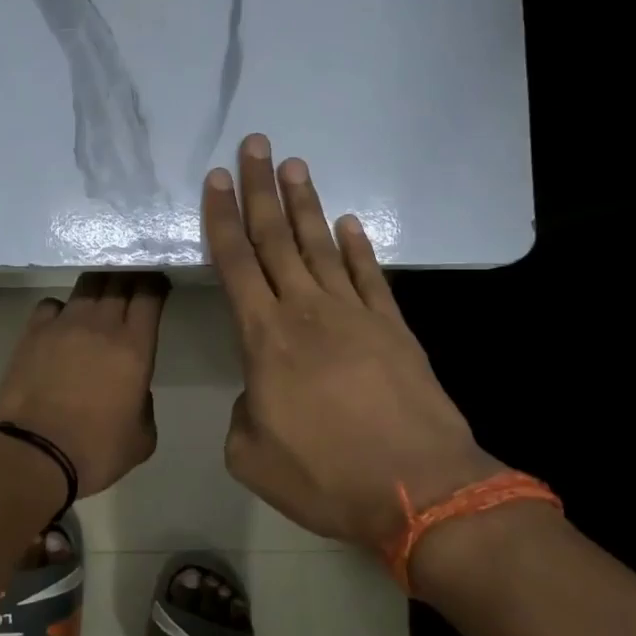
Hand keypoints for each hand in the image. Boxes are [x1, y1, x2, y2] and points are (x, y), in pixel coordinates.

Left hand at [0, 272, 169, 497]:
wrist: (33, 454)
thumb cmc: (95, 451)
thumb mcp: (142, 438)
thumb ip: (145, 405)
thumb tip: (133, 389)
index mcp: (135, 348)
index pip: (149, 296)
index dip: (156, 285)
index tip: (158, 284)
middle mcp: (101, 325)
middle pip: (119, 282)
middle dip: (129, 277)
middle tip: (133, 282)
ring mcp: (63, 325)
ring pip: (86, 287)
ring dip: (98, 286)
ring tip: (100, 296)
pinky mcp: (32, 333)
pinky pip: (51, 305)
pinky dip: (61, 308)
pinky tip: (60, 323)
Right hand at [204, 135, 499, 552]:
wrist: (418, 490)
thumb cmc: (325, 475)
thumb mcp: (251, 455)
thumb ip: (242, 414)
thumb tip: (258, 393)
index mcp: (264, 338)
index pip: (236, 263)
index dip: (222, 218)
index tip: (216, 179)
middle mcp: (307, 311)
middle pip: (277, 239)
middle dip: (261, 189)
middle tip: (255, 145)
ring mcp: (356, 315)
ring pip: (321, 247)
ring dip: (306, 205)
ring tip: (295, 166)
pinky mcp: (394, 328)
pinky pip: (370, 276)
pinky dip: (358, 247)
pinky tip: (348, 223)